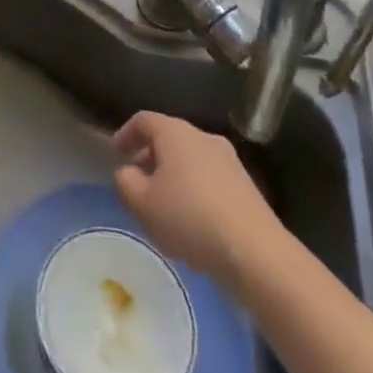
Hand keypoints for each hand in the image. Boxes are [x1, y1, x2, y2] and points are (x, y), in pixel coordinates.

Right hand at [112, 112, 285, 283]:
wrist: (256, 252)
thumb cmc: (189, 218)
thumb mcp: (142, 203)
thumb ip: (125, 183)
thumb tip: (127, 173)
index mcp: (175, 133)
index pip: (144, 120)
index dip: (126, 133)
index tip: (117, 153)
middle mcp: (203, 138)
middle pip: (170, 139)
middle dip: (151, 158)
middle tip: (138, 181)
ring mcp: (229, 162)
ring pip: (191, 162)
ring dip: (174, 178)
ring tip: (164, 209)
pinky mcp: (247, 189)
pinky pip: (211, 182)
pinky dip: (195, 194)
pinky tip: (192, 226)